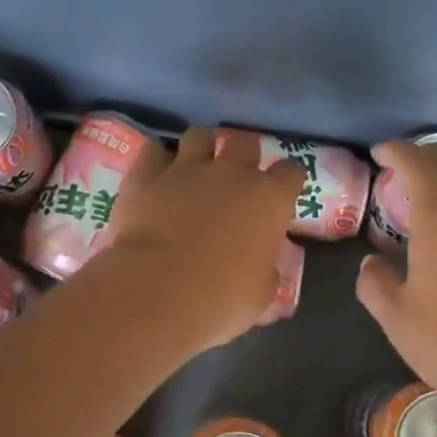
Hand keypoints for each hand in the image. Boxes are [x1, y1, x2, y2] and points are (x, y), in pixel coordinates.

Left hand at [101, 126, 303, 351]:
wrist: (157, 294)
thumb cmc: (221, 301)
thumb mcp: (261, 295)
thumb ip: (266, 270)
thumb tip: (263, 266)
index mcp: (269, 200)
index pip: (290, 173)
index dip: (286, 183)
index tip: (280, 197)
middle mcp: (232, 173)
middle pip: (245, 142)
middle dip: (244, 156)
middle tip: (236, 180)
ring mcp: (186, 169)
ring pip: (200, 136)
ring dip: (202, 149)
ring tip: (196, 170)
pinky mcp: (145, 176)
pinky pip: (154, 152)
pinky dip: (157, 161)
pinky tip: (157, 178)